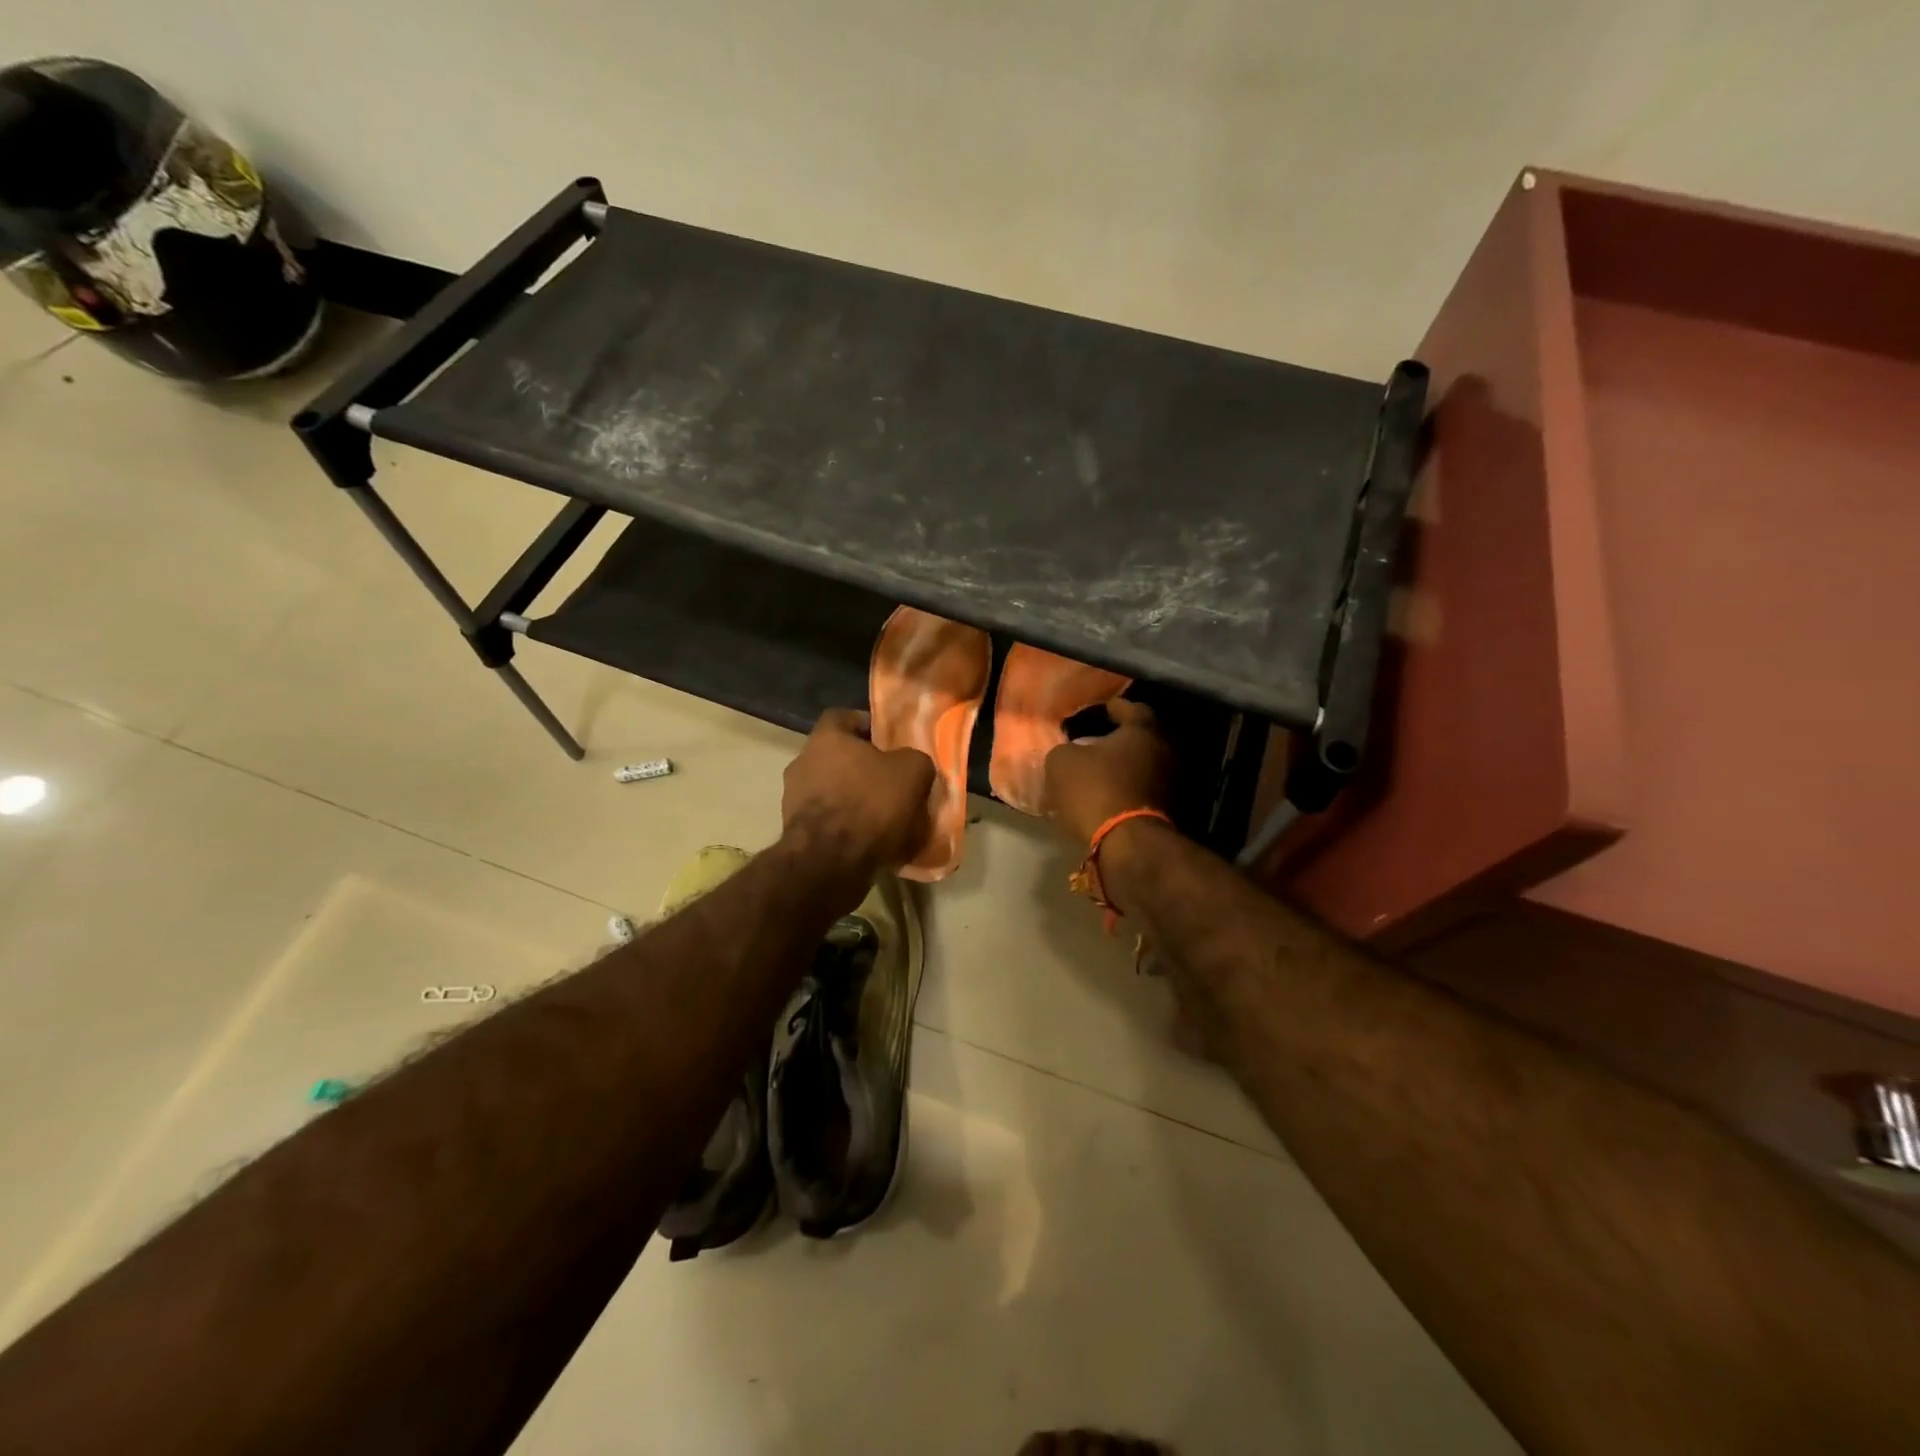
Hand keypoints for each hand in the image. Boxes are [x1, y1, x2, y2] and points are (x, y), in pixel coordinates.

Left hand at [782, 708, 935, 875]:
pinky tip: (872, 842)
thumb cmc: (870, 804)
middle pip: (837, 757)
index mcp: (825, 738)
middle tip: (893, 782)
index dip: (867, 726)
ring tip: (886, 818)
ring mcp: (793, 800)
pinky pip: (829, 822)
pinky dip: (848, 827)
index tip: (890, 742)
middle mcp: (802, 763)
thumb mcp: (912, 772)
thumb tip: (913, 765)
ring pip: (833, 791)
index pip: (842, 717)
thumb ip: (914, 760)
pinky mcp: (796, 833)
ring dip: (855, 800)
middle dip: (864, 768)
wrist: (831, 862)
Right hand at [1042, 698, 1172, 846]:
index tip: (1102, 709)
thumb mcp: (1062, 763)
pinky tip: (1108, 794)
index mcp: (1144, 730)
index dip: (1113, 708)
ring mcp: (1171, 782)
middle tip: (1097, 741)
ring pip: (1144, 766)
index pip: (1131, 708)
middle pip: (1141, 738)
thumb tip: (1070, 752)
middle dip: (1120, 739)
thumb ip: (1065, 750)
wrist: (1127, 843)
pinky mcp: (1169, 811)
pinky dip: (1128, 789)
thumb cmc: (1096, 790)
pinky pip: (1143, 790)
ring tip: (1100, 770)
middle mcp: (1165, 750)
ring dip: (1125, 767)